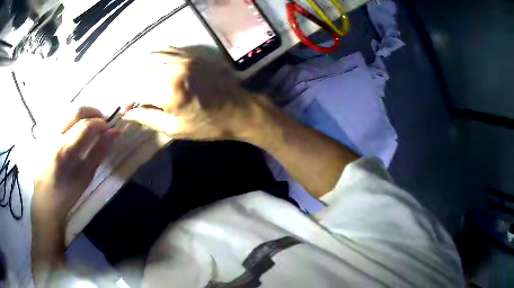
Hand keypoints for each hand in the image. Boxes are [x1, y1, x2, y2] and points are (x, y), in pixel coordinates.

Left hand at [33, 107, 120, 222]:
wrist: (44, 199)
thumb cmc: (66, 194)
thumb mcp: (85, 177)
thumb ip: (99, 152)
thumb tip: (115, 132)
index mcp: (63, 151)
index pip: (85, 125)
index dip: (101, 123)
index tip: (110, 128)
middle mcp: (53, 136)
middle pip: (76, 111)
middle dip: (93, 112)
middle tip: (102, 122)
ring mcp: (47, 132)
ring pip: (68, 109)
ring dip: (84, 113)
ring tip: (91, 124)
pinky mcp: (44, 132)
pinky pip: (61, 116)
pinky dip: (73, 117)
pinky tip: (76, 128)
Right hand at [123, 48, 263, 140]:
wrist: (240, 110)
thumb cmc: (207, 125)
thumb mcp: (174, 128)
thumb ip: (147, 118)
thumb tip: (126, 112)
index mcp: (168, 90)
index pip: (135, 88)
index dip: (126, 98)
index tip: (126, 107)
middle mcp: (173, 67)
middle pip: (140, 70)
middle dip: (132, 83)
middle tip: (133, 97)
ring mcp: (184, 57)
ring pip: (150, 56)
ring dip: (141, 70)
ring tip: (141, 83)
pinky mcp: (192, 53)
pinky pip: (166, 49)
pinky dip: (155, 58)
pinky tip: (154, 68)